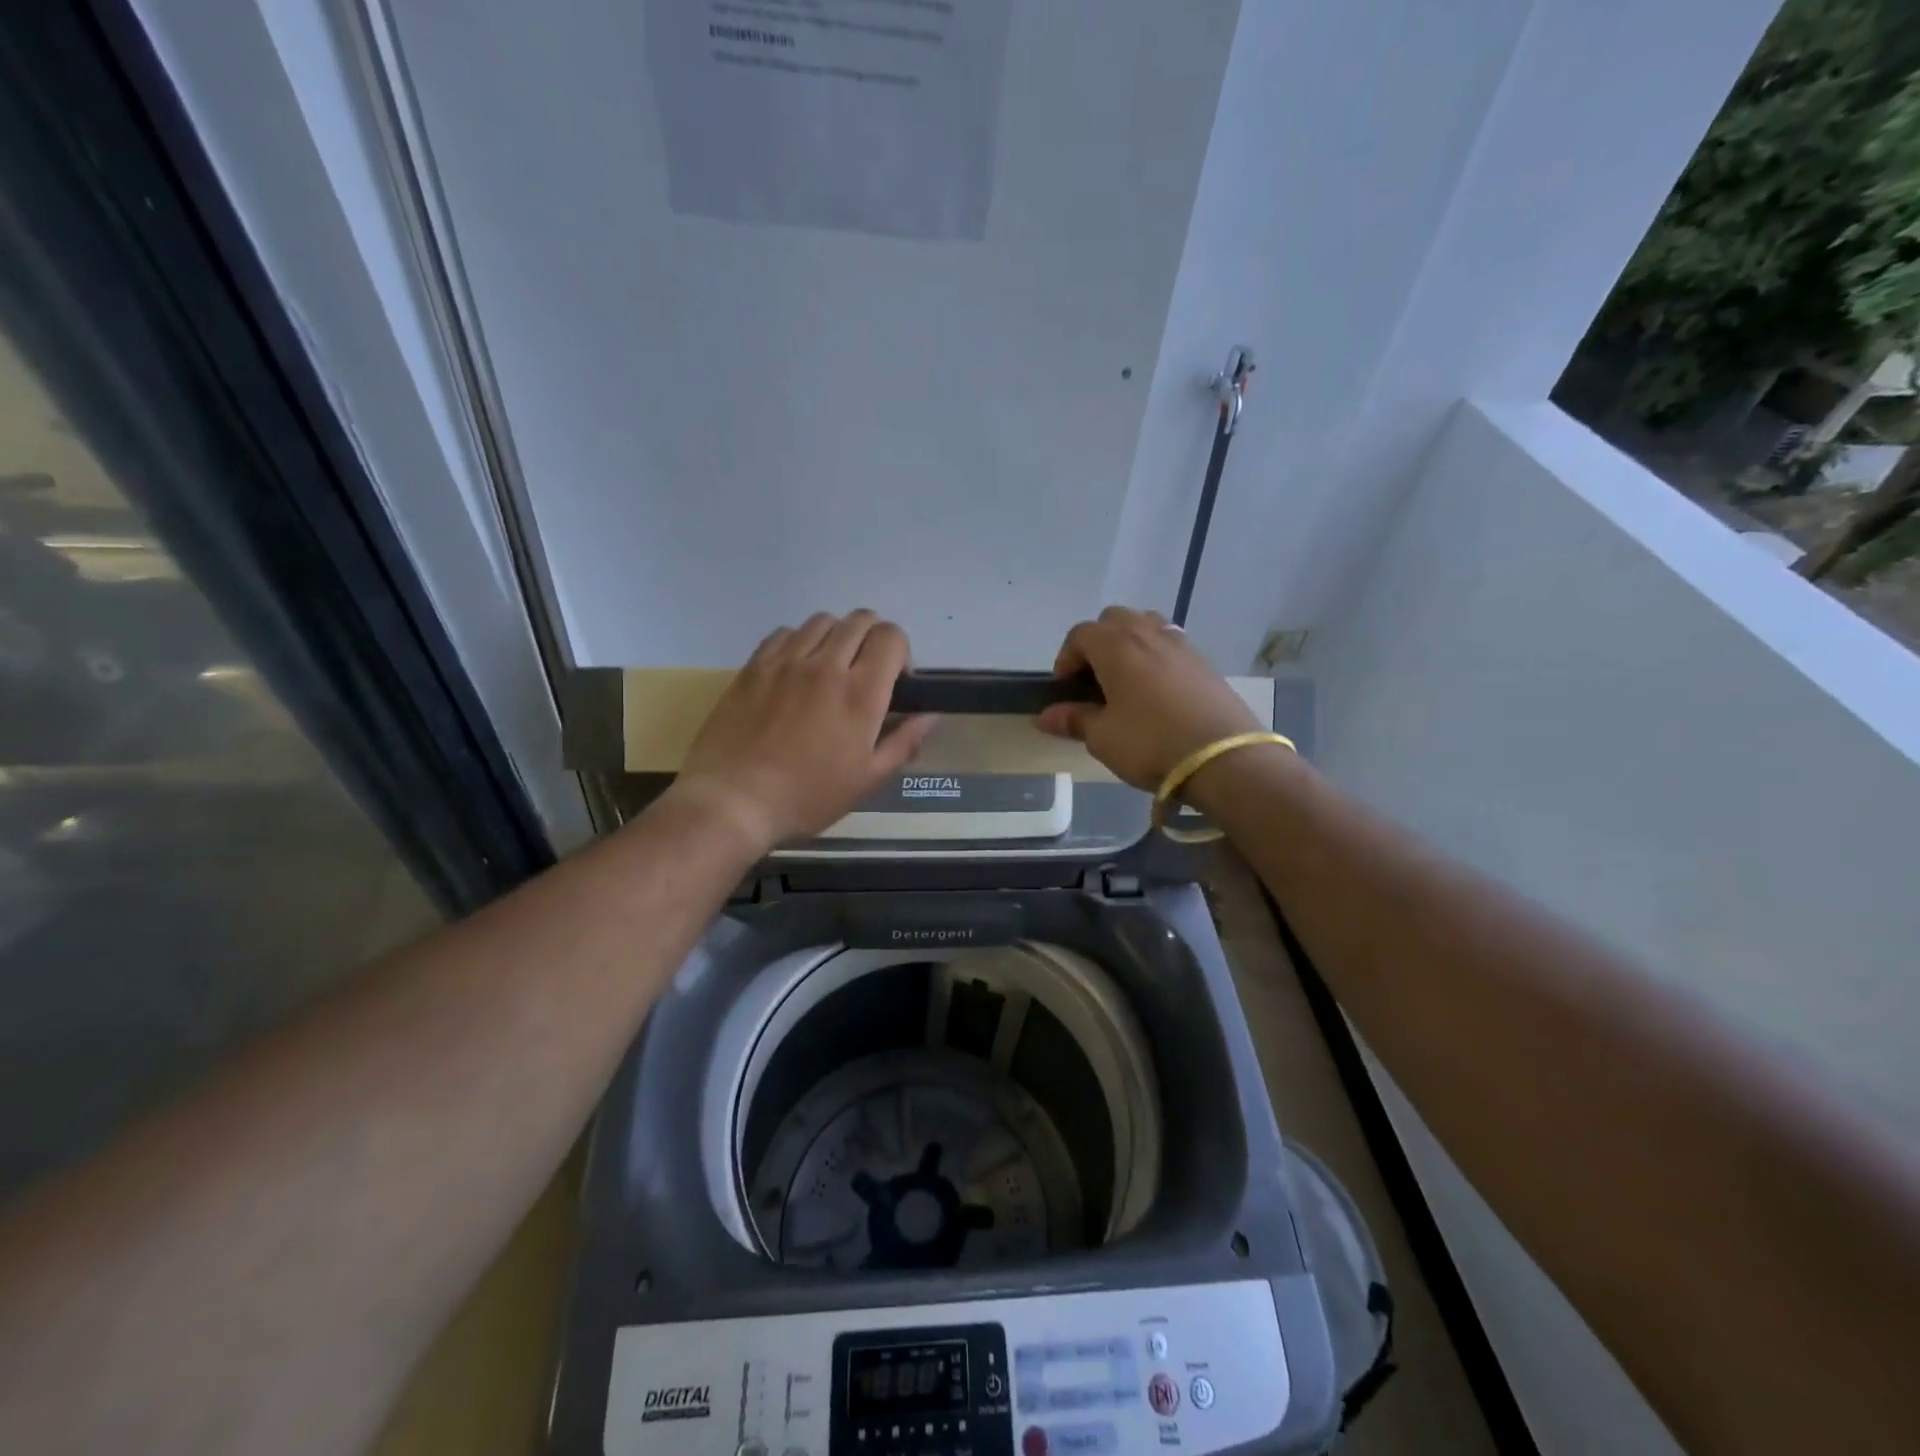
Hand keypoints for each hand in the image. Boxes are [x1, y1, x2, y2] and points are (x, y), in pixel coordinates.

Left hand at [671, 611, 936, 851]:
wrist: (733, 801)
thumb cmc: (807, 797)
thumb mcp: (867, 780)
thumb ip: (903, 742)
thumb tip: (930, 715)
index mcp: (860, 693)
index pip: (891, 636)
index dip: (901, 651)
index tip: (896, 681)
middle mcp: (826, 665)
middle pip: (860, 619)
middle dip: (873, 638)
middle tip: (866, 673)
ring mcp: (786, 661)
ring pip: (822, 620)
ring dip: (837, 636)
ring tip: (831, 668)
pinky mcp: (754, 666)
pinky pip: (785, 632)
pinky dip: (800, 641)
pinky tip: (797, 669)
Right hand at [1035, 606, 1260, 791]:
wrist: (1223, 758)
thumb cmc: (1150, 743)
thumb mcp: (1103, 737)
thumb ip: (1074, 720)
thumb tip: (1046, 716)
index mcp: (1116, 646)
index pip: (1080, 634)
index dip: (1066, 658)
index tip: (1065, 689)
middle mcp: (1147, 634)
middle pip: (1114, 619)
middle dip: (1097, 643)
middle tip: (1094, 680)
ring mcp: (1181, 644)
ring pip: (1146, 625)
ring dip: (1129, 643)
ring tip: (1126, 679)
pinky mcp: (1205, 662)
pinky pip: (1170, 644)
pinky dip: (1156, 657)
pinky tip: (1158, 691)